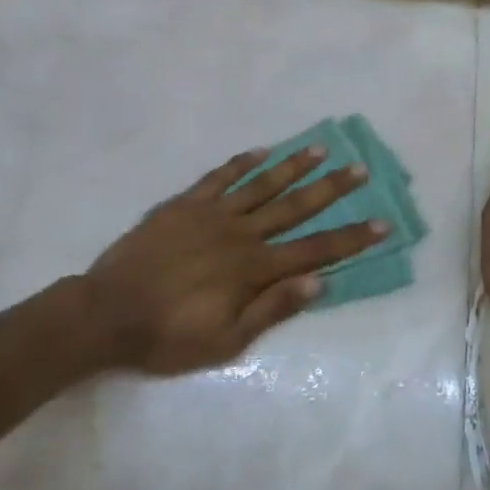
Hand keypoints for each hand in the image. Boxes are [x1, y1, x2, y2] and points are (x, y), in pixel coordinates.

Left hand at [81, 145, 388, 374]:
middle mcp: (240, 233)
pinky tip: (260, 151)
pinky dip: (241, 163)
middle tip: (360, 169)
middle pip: (295, 207)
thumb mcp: (226, 341)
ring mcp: (211, 214)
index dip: (351, 238)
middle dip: (331, 189)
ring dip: (293, 166)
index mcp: (254, 268)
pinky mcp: (184, 205)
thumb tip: (319, 282)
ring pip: (261, 184)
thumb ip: (273, 309)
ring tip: (320, 149)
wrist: (107, 313)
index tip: (381, 222)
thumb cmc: (168, 335)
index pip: (315, 250)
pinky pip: (218, 177)